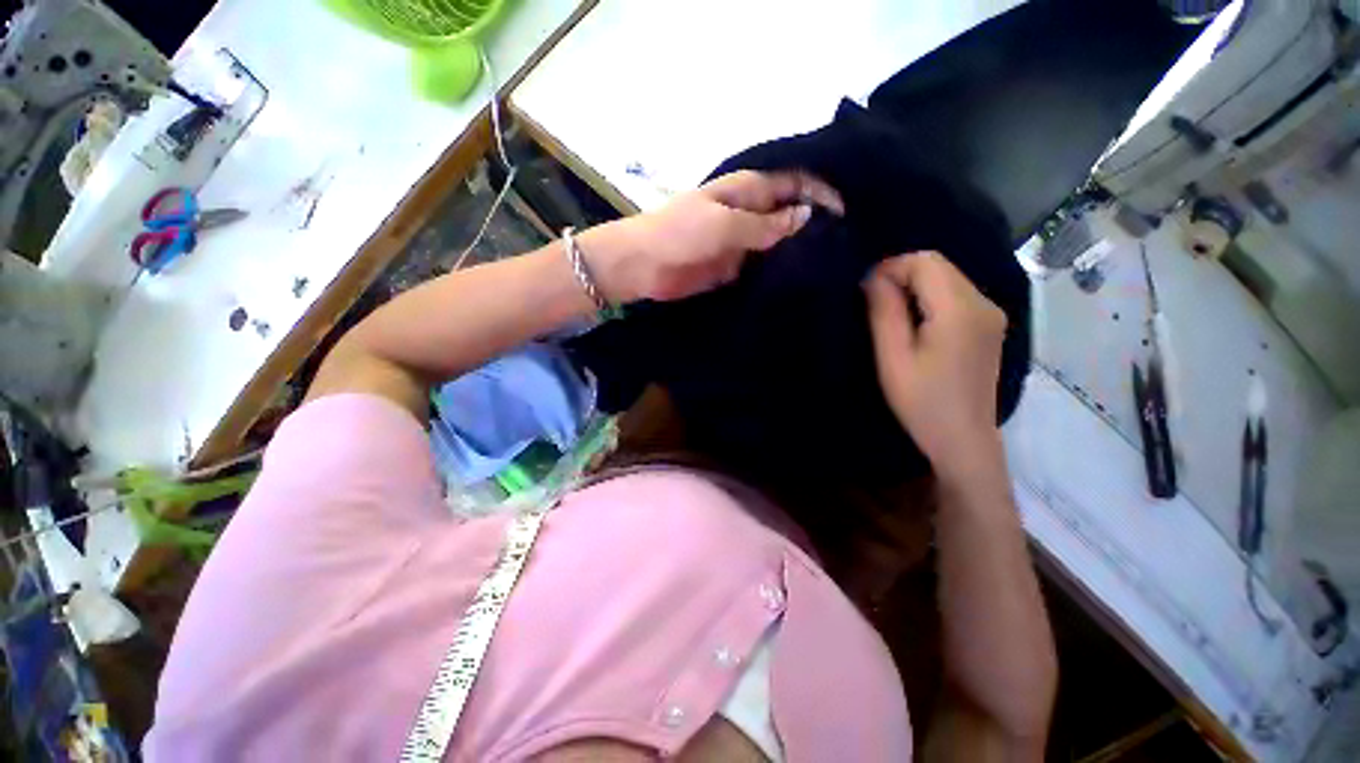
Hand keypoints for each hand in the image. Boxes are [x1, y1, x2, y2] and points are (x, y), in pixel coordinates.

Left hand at [582, 170, 843, 302]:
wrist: (639, 265)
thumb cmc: (678, 233)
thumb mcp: (724, 223)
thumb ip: (767, 224)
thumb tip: (809, 216)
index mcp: (749, 188)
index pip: (797, 182)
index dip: (824, 192)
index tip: (851, 214)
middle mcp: (754, 208)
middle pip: (797, 208)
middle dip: (822, 219)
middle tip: (855, 241)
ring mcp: (748, 236)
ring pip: (788, 237)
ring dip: (808, 245)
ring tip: (843, 261)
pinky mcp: (741, 262)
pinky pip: (772, 261)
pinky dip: (790, 266)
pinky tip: (813, 277)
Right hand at [864, 252, 1007, 478]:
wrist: (966, 442)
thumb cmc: (926, 407)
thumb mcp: (894, 361)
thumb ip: (883, 311)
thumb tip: (874, 277)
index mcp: (958, 309)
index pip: (923, 261)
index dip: (893, 268)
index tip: (872, 294)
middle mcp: (981, 302)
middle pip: (938, 265)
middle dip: (907, 275)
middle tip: (884, 306)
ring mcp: (992, 312)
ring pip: (950, 276)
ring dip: (923, 286)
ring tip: (904, 318)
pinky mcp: (993, 324)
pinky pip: (961, 293)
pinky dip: (939, 297)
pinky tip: (928, 327)